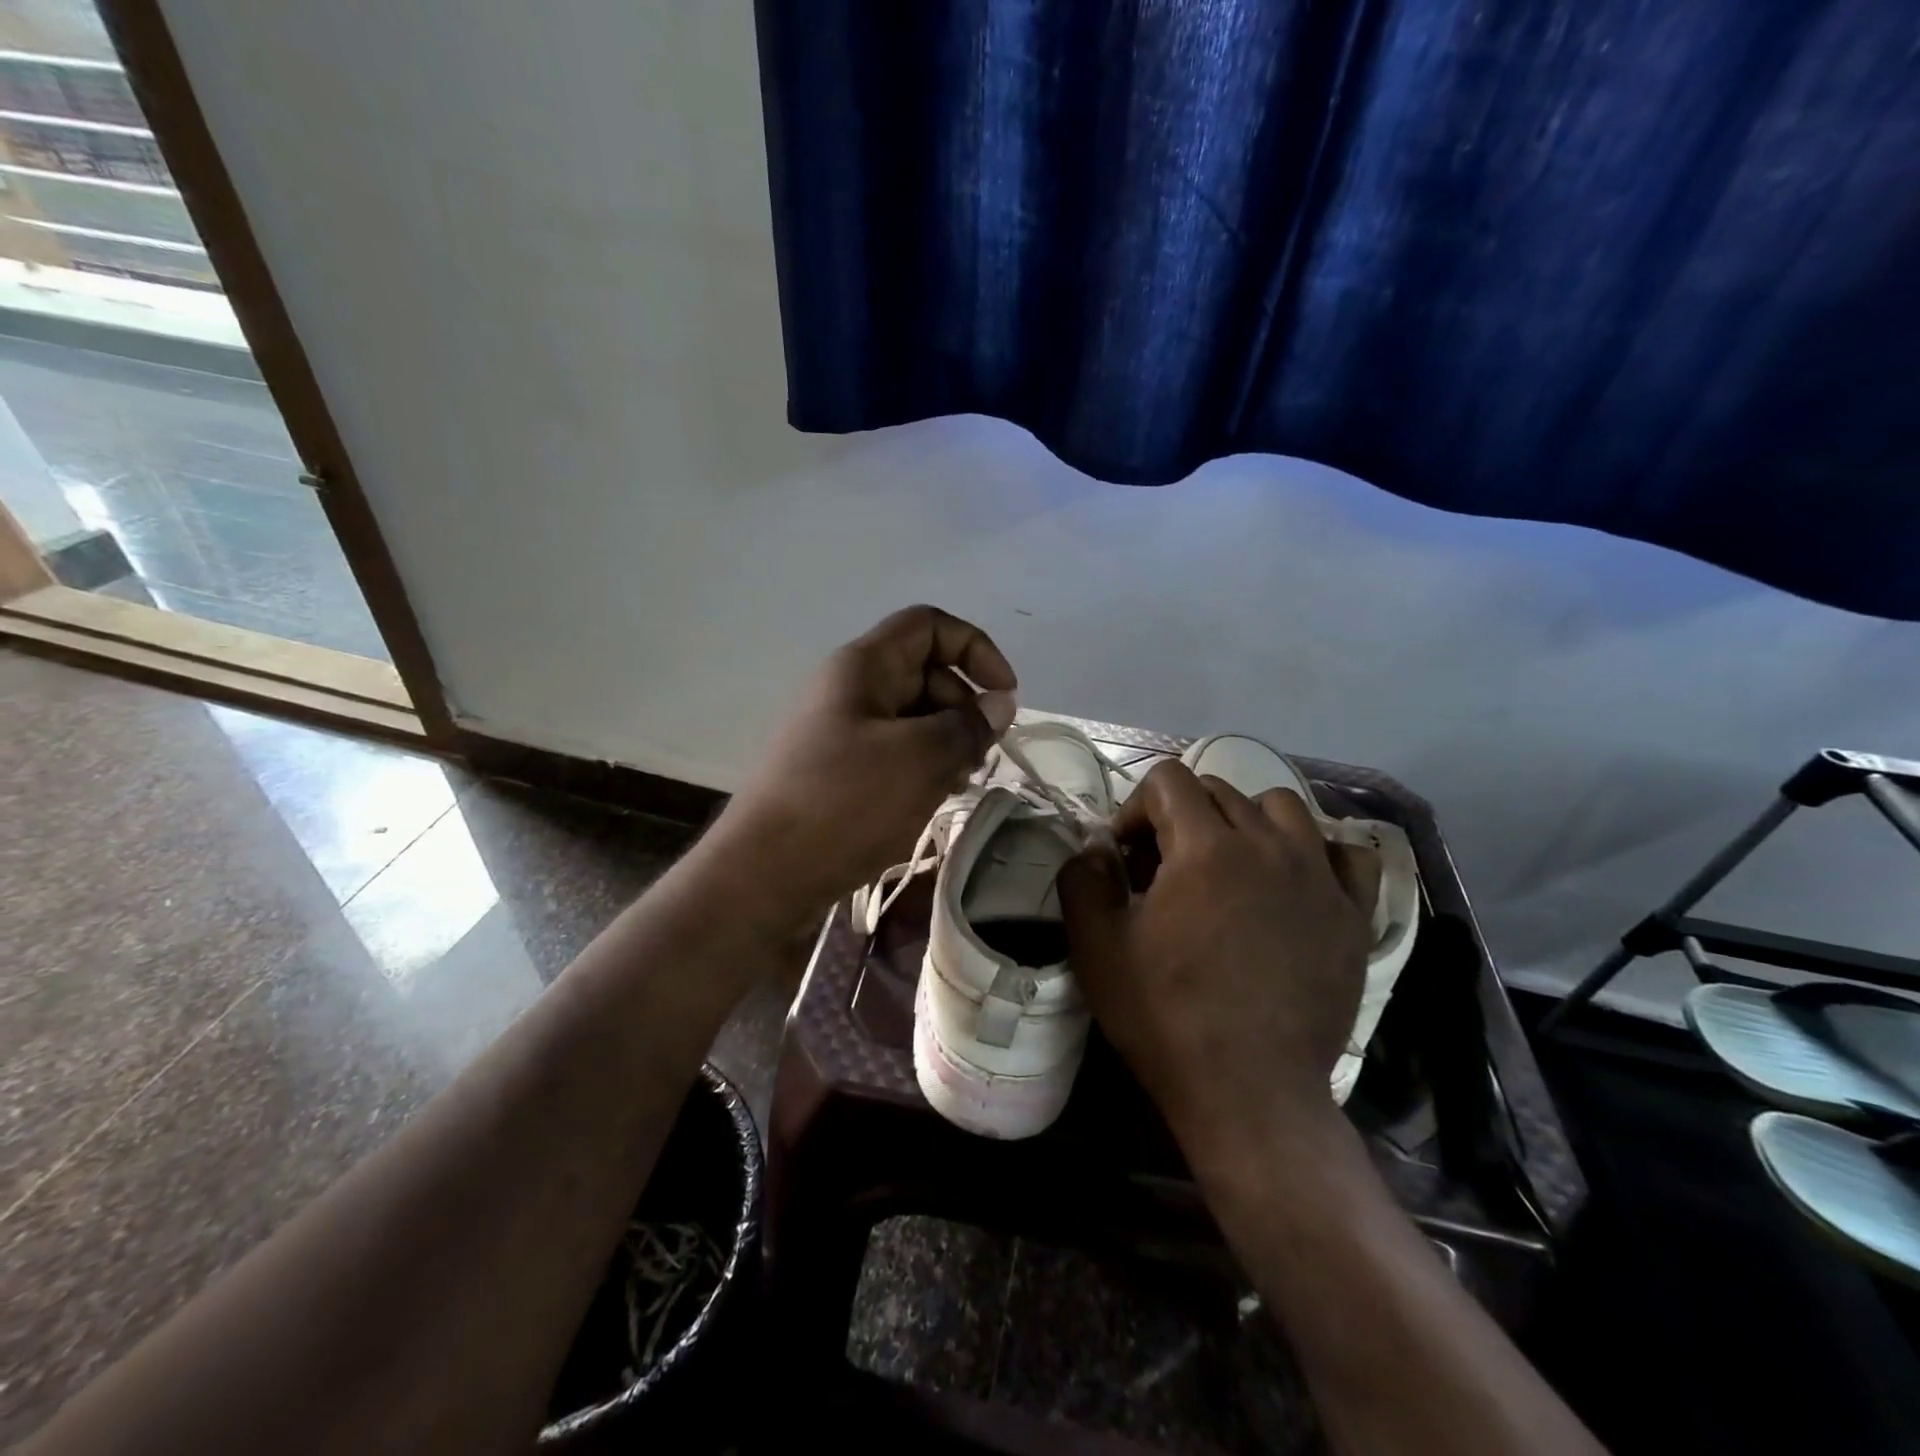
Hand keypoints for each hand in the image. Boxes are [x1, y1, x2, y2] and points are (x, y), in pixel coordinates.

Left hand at [703, 605, 1017, 937]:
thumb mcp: (920, 759)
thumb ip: (968, 726)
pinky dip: (921, 765)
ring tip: (957, 783)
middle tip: (980, 756)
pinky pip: (892, 750)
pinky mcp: (836, 769)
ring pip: (911, 715)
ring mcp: (840, 730)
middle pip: (924, 672)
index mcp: (863, 666)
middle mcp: (850, 688)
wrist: (763, 873)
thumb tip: (1000, 704)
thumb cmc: (844, 803)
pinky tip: (930, 799)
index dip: (975, 648)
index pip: (930, 626)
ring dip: (946, 741)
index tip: (1004, 697)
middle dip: (963, 706)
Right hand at [1058, 761, 1378, 1169]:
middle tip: (1164, 871)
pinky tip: (1291, 882)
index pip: (1168, 780)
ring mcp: (1318, 878)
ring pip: (1282, 808)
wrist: (1249, 1092)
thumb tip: (1098, 846)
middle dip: (1181, 817)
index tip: (1126, 857)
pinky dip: (1314, 852)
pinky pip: (1344, 853)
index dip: (1136, 809)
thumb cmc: (1164, 1016)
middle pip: (1220, 791)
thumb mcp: (1096, 946)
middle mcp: (1268, 845)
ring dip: (1245, 821)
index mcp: (1205, 847)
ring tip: (1228, 867)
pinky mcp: (1352, 915)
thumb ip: (1083, 878)